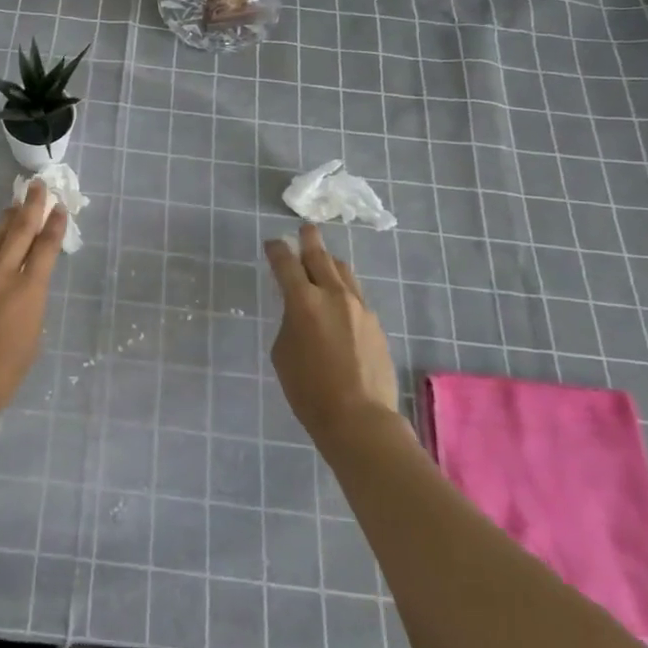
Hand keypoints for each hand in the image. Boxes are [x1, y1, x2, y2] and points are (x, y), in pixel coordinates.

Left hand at [0, 180, 67, 422]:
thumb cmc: (1, 375)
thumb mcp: (30, 341)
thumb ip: (30, 309)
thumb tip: (25, 294)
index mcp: (30, 290)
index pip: (46, 247)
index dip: (54, 225)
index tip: (59, 207)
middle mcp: (4, 274)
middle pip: (19, 230)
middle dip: (31, 206)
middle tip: (36, 186)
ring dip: (7, 218)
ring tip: (14, 204)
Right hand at [264, 223, 400, 442]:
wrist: (359, 418)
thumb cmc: (308, 390)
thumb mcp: (283, 352)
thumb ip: (290, 322)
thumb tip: (301, 313)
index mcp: (303, 301)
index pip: (286, 264)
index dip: (277, 250)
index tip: (272, 243)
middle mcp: (333, 295)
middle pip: (320, 257)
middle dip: (310, 240)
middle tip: (306, 229)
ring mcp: (359, 308)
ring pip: (344, 272)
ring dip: (330, 262)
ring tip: (324, 260)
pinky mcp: (375, 324)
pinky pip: (356, 296)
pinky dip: (344, 289)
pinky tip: (340, 301)